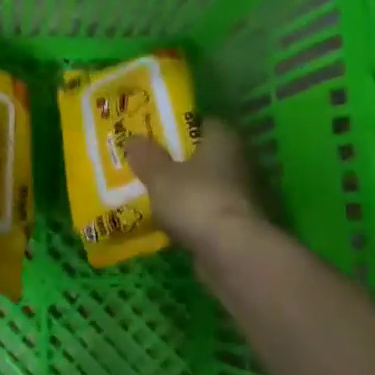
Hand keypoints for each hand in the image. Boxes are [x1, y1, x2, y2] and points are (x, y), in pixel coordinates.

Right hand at [126, 119, 265, 253]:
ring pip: (205, 185)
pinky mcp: (238, 223)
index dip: (178, 127)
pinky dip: (192, 215)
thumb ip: (146, 156)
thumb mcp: (160, 175)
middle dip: (178, 161)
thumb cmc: (195, 199)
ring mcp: (241, 194)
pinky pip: (208, 212)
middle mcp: (238, 161)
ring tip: (153, 195)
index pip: (203, 123)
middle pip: (203, 155)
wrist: (231, 252)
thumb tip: (133, 140)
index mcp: (224, 139)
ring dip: (185, 191)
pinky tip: (169, 222)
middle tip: (148, 165)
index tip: (154, 136)